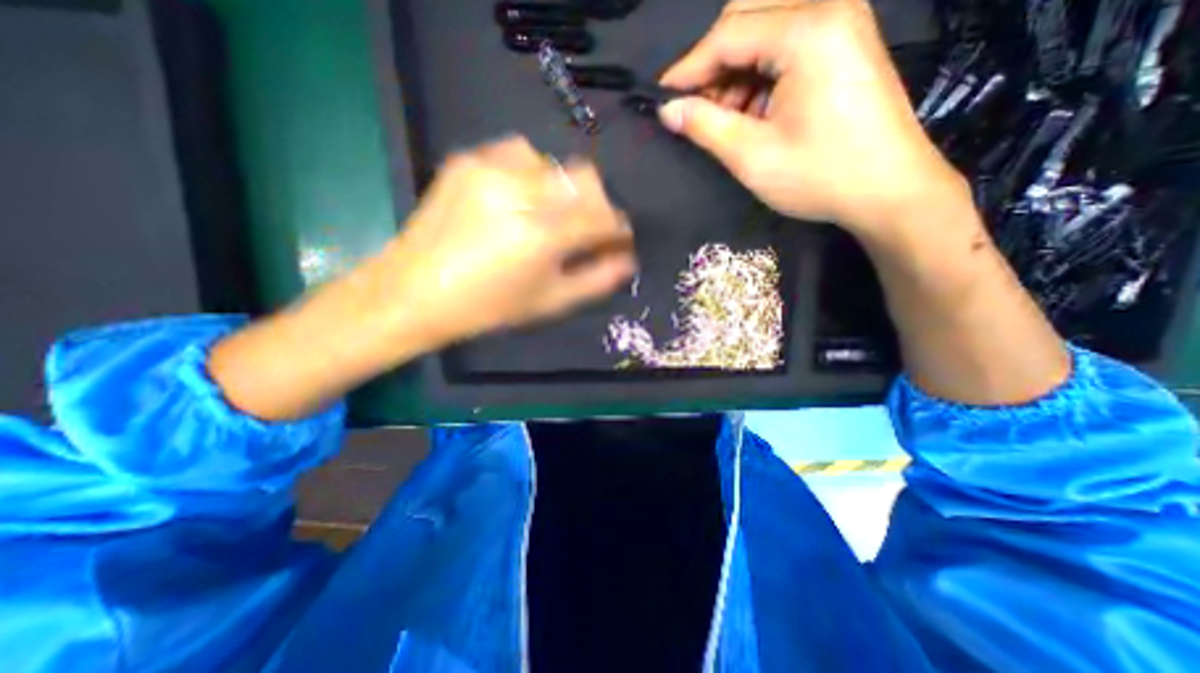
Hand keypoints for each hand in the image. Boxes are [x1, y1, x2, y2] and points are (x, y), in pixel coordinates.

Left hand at [374, 135, 636, 347]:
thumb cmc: (488, 308)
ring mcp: (490, 169)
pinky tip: (520, 199)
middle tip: (588, 229)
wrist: (414, 291)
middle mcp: (520, 192)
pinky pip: (519, 153)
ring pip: (555, 163)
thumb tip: (628, 260)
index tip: (618, 240)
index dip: (619, 228)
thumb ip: (596, 280)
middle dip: (598, 204)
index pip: (604, 217)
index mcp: (542, 235)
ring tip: (551, 215)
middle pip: (586, 179)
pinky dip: (533, 174)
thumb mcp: (550, 302)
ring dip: (565, 189)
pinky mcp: (468, 160)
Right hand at [656, 1, 962, 239]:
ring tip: (727, 118)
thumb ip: (705, 126)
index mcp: (808, 31)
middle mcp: (828, 7)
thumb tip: (668, 111)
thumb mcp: (752, 156)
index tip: (662, 99)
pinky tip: (754, 111)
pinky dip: (760, 74)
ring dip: (736, 71)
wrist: (888, 190)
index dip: (688, 68)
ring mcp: (842, 22)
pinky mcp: (845, 43)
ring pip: (765, 29)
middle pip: (747, 15)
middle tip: (698, 109)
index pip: (728, 34)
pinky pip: (786, 43)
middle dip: (713, 64)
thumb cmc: (819, 176)